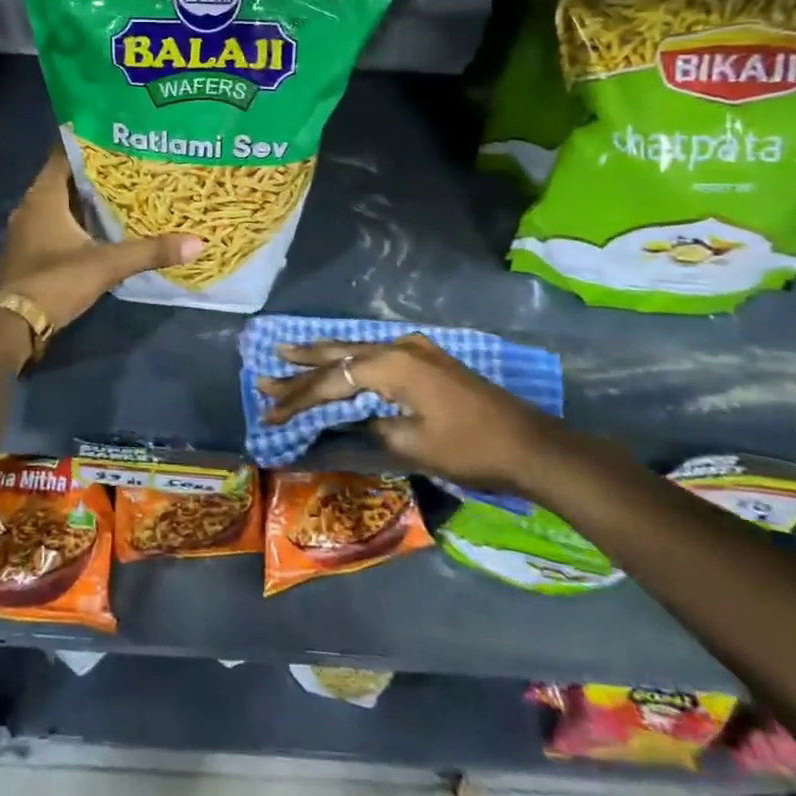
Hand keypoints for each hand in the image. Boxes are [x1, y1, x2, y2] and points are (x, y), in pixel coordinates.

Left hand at [0, 146, 203, 334]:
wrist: (15, 324)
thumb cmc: (56, 281)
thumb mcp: (107, 264)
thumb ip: (150, 251)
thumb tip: (198, 242)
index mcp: (44, 196)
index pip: (64, 154)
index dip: (89, 142)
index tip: (117, 135)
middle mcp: (30, 206)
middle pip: (65, 178)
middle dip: (94, 172)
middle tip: (130, 163)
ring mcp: (26, 230)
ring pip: (60, 203)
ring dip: (86, 199)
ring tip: (122, 192)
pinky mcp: (29, 251)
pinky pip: (55, 224)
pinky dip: (76, 221)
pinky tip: (101, 227)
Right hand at [256, 334, 559, 492]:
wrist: (530, 445)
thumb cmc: (469, 448)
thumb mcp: (412, 444)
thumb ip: (371, 424)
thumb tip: (350, 417)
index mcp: (392, 365)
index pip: (331, 380)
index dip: (298, 399)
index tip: (269, 413)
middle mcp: (399, 347)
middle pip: (338, 357)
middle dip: (300, 369)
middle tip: (264, 375)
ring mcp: (415, 350)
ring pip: (355, 351)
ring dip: (322, 359)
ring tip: (286, 353)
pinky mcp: (426, 359)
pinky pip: (374, 355)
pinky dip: (348, 361)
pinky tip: (336, 361)